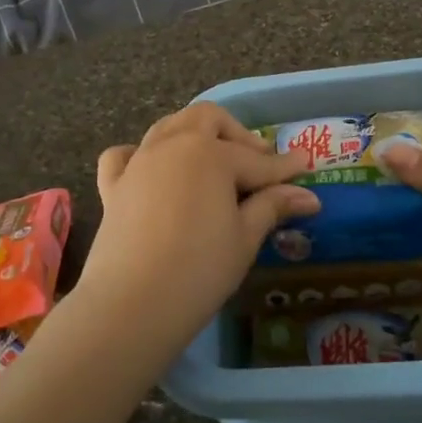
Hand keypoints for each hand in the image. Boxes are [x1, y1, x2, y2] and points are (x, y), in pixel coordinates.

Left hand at [82, 104, 318, 343]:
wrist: (132, 303)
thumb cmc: (200, 269)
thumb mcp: (245, 238)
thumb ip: (272, 206)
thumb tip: (307, 195)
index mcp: (211, 154)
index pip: (257, 160)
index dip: (284, 166)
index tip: (305, 165)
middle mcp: (173, 145)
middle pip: (207, 119)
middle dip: (236, 133)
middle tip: (257, 160)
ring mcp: (139, 162)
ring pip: (168, 127)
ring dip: (194, 134)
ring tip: (213, 160)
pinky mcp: (113, 186)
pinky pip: (123, 155)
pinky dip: (139, 154)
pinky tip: (151, 170)